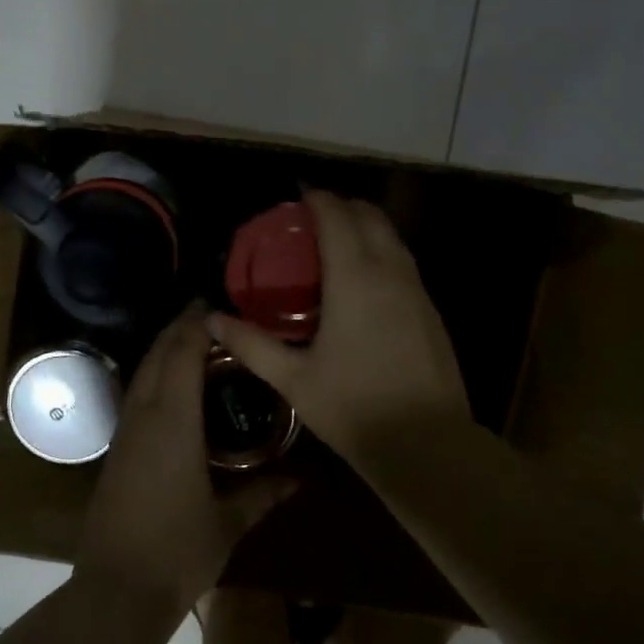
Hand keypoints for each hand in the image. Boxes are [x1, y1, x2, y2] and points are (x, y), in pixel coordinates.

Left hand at [75, 304, 295, 616]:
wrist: (117, 590)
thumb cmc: (178, 550)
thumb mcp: (228, 522)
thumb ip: (263, 494)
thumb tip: (299, 480)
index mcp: (173, 420)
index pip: (183, 353)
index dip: (198, 324)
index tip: (219, 304)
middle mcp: (144, 415)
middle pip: (158, 354)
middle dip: (180, 327)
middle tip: (210, 313)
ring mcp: (125, 431)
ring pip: (142, 372)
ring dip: (164, 349)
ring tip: (194, 338)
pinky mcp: (116, 449)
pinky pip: (136, 394)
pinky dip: (154, 375)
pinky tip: (172, 384)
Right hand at [207, 190, 469, 468]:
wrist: (427, 444)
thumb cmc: (353, 407)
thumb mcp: (293, 378)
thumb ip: (252, 344)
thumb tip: (212, 319)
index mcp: (355, 278)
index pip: (336, 215)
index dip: (315, 199)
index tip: (294, 199)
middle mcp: (390, 271)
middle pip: (369, 215)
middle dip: (341, 206)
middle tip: (310, 222)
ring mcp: (417, 290)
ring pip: (392, 237)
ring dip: (364, 227)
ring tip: (334, 246)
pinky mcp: (431, 310)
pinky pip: (404, 262)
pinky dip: (381, 253)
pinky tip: (362, 284)